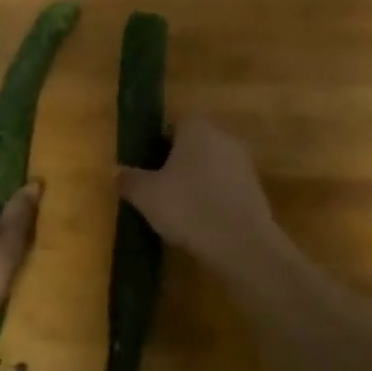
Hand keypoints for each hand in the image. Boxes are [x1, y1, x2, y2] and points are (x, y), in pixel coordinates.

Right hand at [117, 118, 281, 267]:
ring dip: (196, 182)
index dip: (156, 147)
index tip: (146, 170)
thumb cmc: (187, 207)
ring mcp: (243, 163)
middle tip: (158, 190)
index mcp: (196, 129)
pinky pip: (226, 187)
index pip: (172, 127)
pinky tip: (202, 221)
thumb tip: (115, 171)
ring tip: (179, 209)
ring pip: (211, 166)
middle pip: (193, 146)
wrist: (240, 243)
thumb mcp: (146, 195)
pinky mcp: (256, 189)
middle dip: (177, 164)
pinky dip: (213, 198)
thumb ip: (129, 180)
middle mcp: (223, 137)